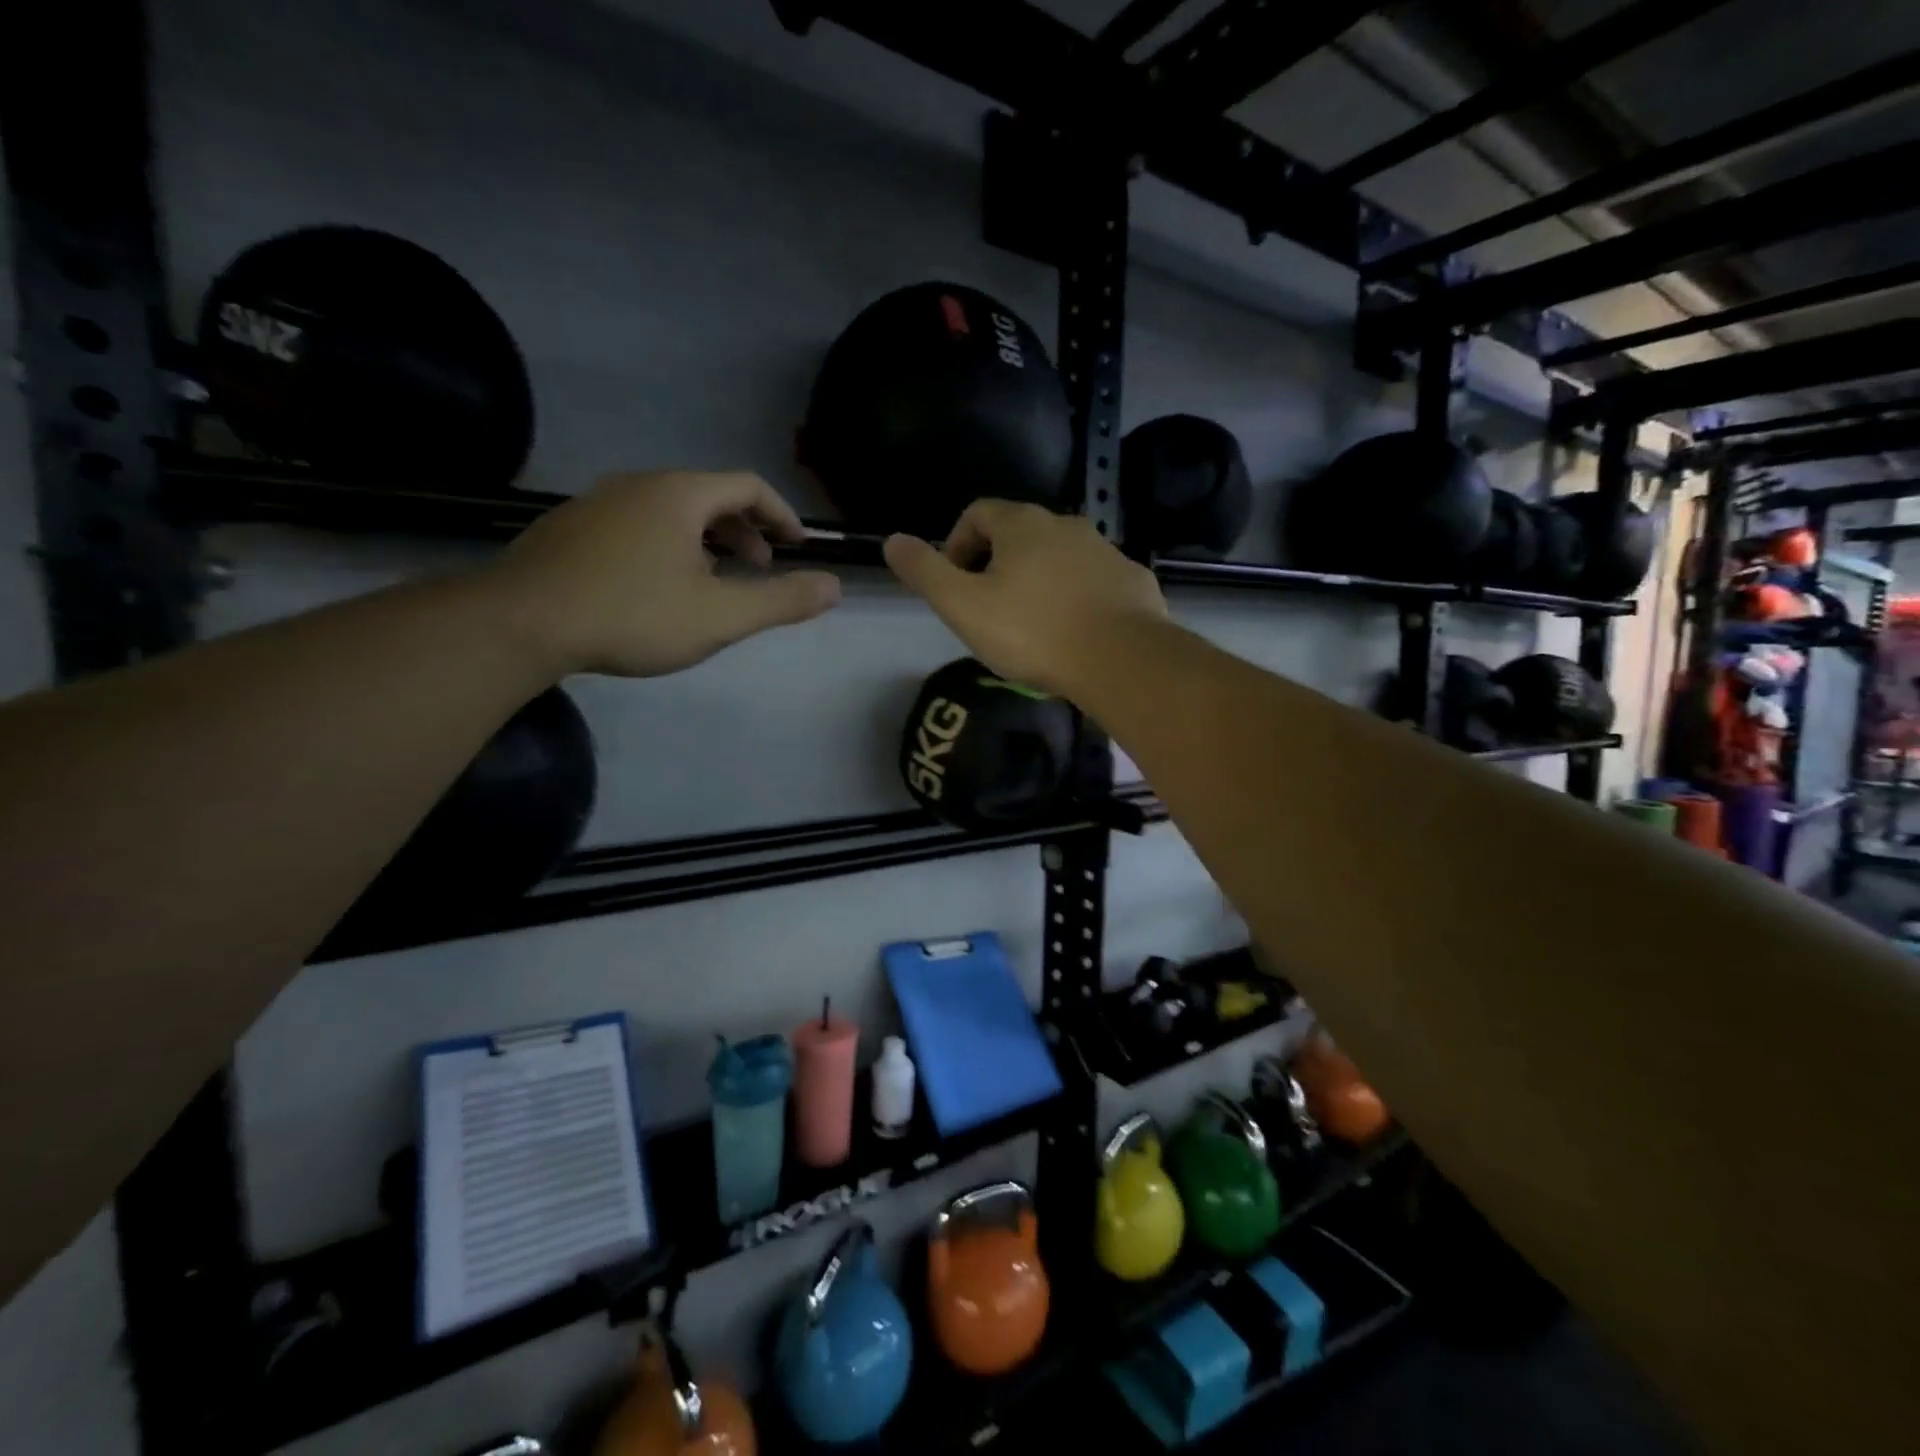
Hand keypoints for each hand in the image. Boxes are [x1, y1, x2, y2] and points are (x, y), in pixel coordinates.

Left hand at [492, 471, 840, 676]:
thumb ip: (782, 600)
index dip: (781, 513)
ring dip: (706, 540)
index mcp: (680, 494)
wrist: (521, 624)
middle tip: (760, 567)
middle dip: (744, 529)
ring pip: (670, 512)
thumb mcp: (721, 615)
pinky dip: (667, 546)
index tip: (798, 545)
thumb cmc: (633, 614)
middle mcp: (639, 485)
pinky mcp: (569, 529)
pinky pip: (636, 525)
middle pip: (708, 495)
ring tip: (715, 581)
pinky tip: (658, 588)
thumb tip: (836, 587)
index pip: (747, 485)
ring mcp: (597, 503)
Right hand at [883, 500, 1166, 695]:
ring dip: (1038, 580)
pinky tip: (1073, 631)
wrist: (1120, 659)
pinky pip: (1093, 580)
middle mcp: (1066, 524)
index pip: (977, 513)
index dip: (956, 543)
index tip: (954, 582)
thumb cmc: (1033, 631)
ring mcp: (1105, 550)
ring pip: (1059, 557)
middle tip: (988, 608)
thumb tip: (892, 541)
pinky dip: (1075, 596)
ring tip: (1031, 625)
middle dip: (996, 564)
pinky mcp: (1131, 579)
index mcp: (1021, 524)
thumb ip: (925, 572)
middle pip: (1019, 534)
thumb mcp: (963, 606)